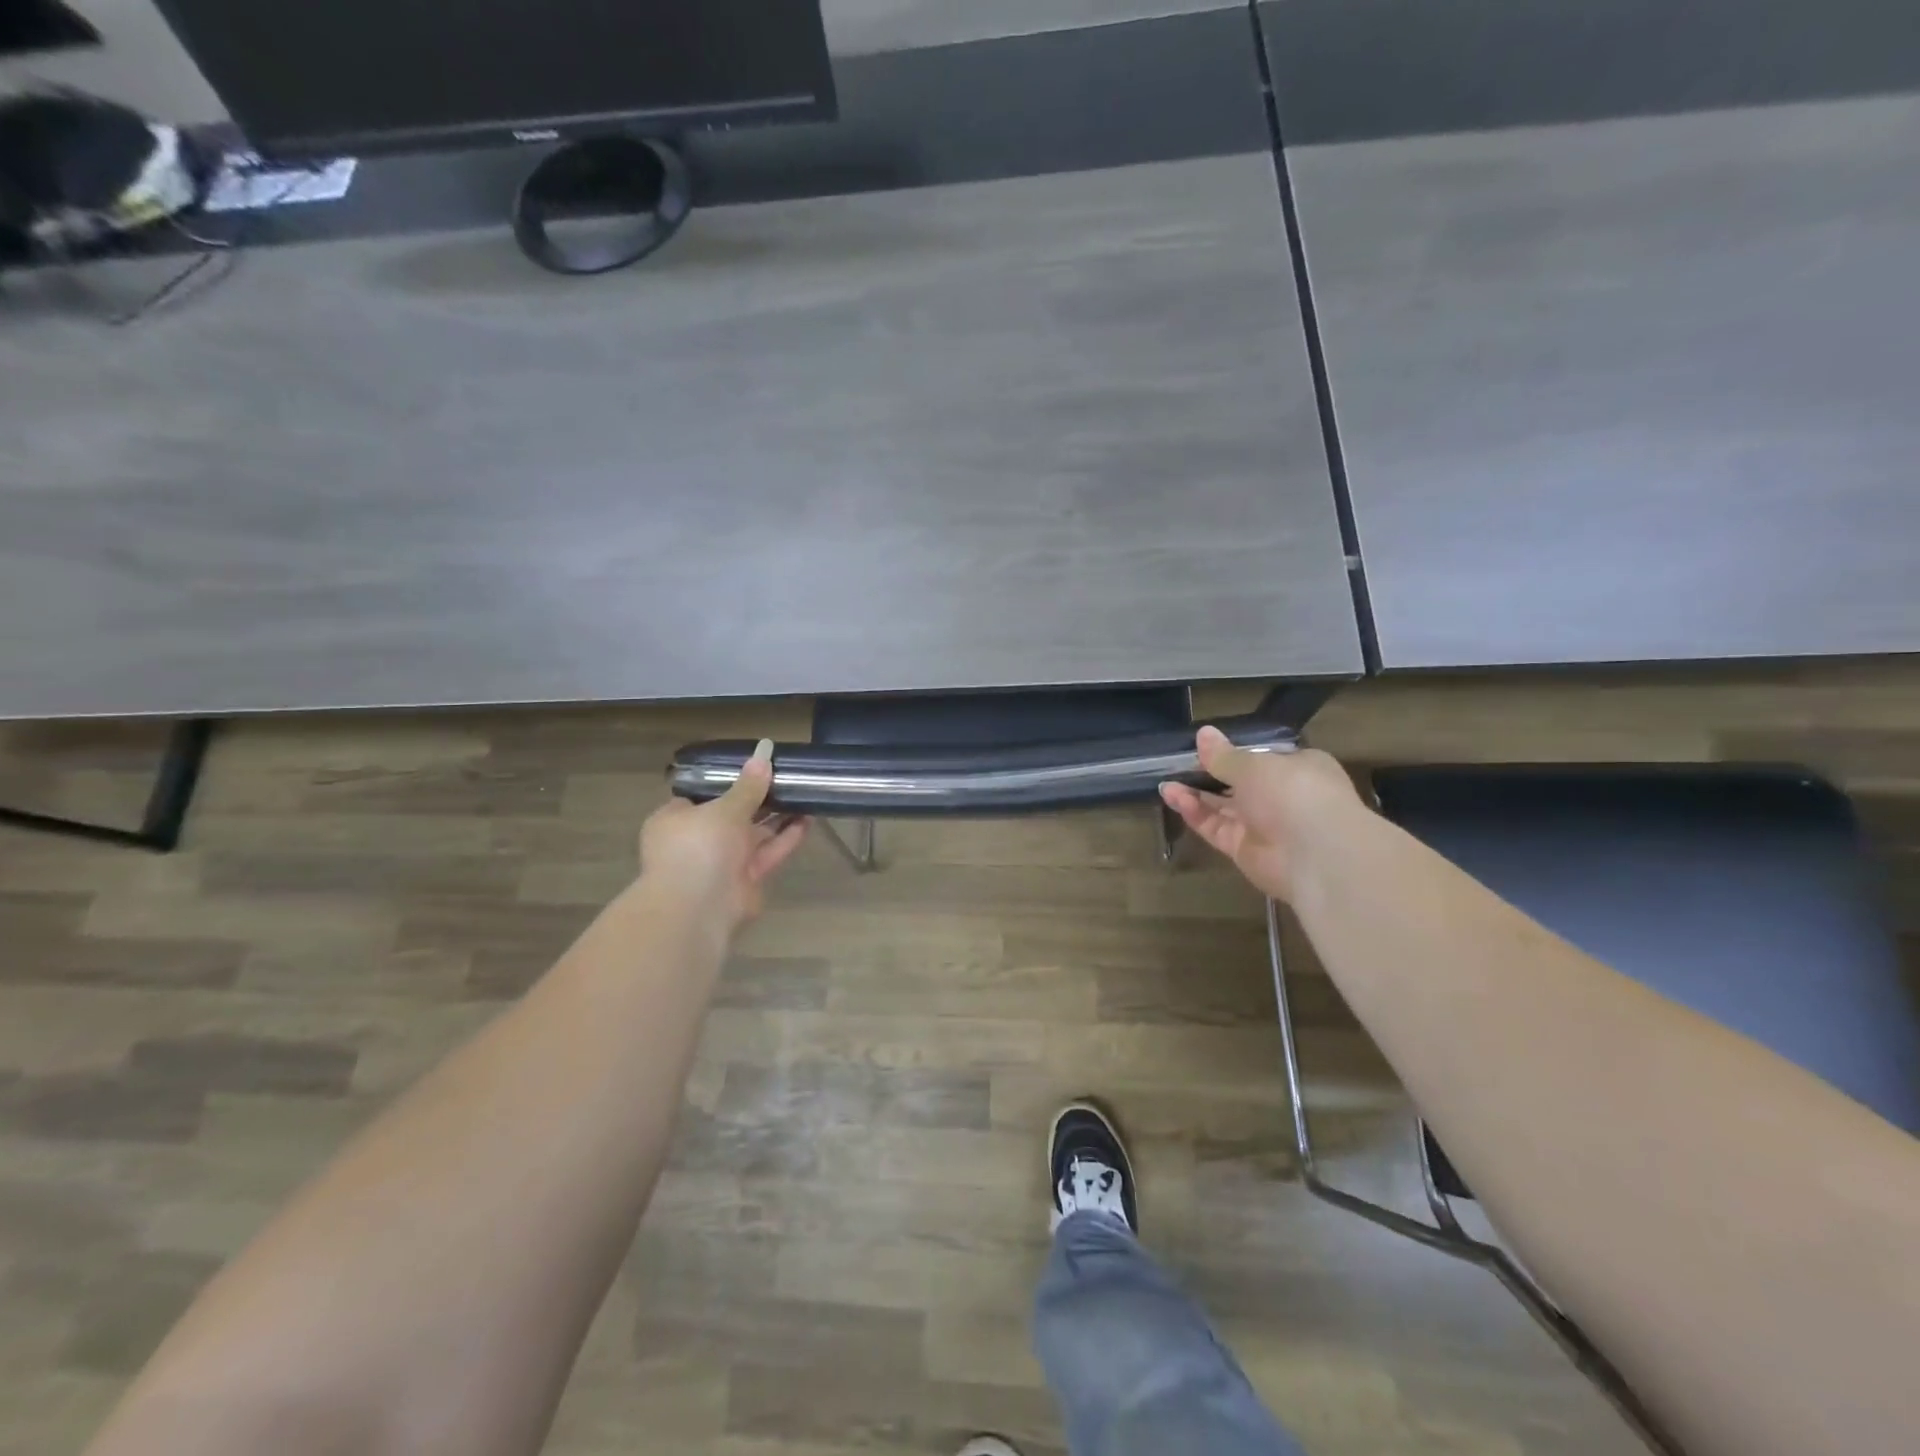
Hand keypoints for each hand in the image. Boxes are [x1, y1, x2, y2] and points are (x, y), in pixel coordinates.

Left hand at [639, 740, 807, 928]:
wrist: (699, 909)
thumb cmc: (699, 847)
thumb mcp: (725, 808)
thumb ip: (748, 786)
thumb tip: (764, 754)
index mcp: (676, 820)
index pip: (700, 795)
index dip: (726, 782)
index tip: (753, 769)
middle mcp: (697, 840)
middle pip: (731, 815)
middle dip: (758, 800)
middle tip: (786, 778)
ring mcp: (722, 862)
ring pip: (753, 834)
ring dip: (777, 817)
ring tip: (803, 794)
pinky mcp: (745, 879)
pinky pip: (767, 853)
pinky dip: (785, 838)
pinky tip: (807, 820)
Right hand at [1159, 726, 1360, 902]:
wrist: (1316, 855)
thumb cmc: (1293, 792)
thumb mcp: (1254, 765)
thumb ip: (1224, 756)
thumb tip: (1203, 734)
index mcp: (1298, 768)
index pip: (1263, 759)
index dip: (1235, 754)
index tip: (1205, 748)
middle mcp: (1282, 796)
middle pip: (1239, 784)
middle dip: (1209, 775)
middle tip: (1177, 765)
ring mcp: (1264, 825)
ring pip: (1223, 807)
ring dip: (1195, 794)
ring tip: (1166, 782)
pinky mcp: (1245, 850)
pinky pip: (1216, 827)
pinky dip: (1196, 813)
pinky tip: (1173, 797)